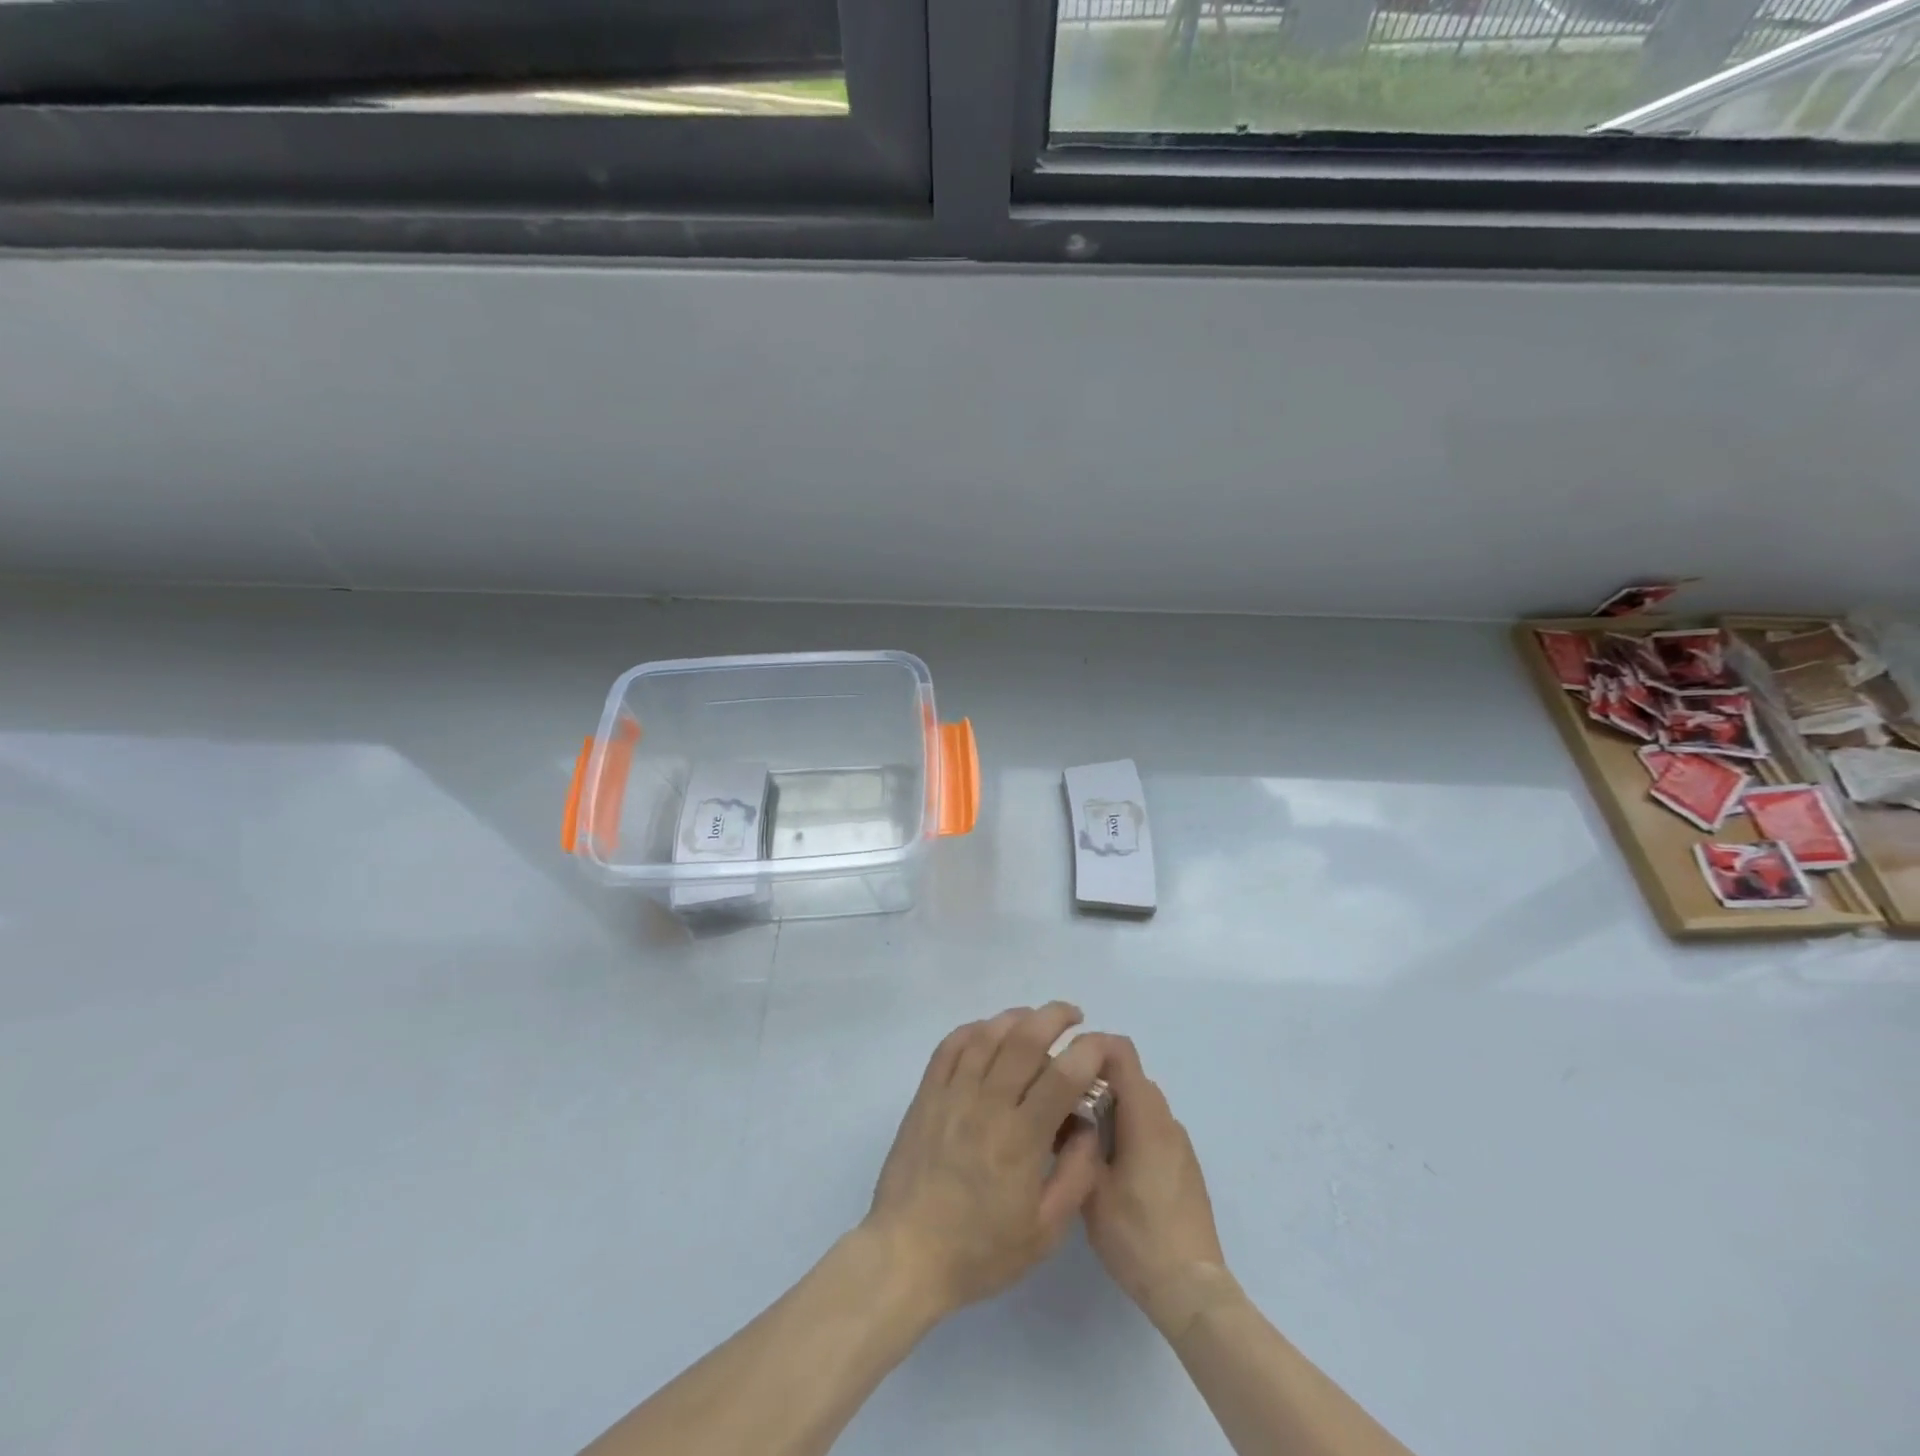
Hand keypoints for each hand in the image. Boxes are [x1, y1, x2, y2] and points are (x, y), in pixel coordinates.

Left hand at [863, 1003, 1109, 1319]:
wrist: (907, 1255)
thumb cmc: (980, 1251)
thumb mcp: (1045, 1231)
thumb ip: (1076, 1175)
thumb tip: (1088, 1126)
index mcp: (1021, 1138)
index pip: (1062, 1076)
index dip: (1089, 1051)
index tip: (1103, 1044)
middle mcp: (987, 1104)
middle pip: (1024, 1040)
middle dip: (1054, 1017)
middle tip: (1073, 1017)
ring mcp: (952, 1094)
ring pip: (987, 1035)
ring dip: (1015, 1017)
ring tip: (1034, 1018)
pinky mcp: (926, 1095)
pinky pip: (950, 1047)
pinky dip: (973, 1029)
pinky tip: (987, 1031)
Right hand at [1082, 1036, 1239, 1339]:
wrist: (1192, 1289)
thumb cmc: (1137, 1236)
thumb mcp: (1090, 1188)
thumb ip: (1076, 1139)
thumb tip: (1062, 1107)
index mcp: (1145, 1117)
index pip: (1121, 1050)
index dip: (1090, 1046)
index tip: (1062, 1065)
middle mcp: (1166, 1119)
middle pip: (1129, 1075)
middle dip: (1094, 1079)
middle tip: (1062, 1104)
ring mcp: (1179, 1142)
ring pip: (1139, 1102)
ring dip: (1111, 1105)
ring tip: (1080, 1136)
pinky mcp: (1184, 1164)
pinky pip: (1151, 1126)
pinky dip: (1128, 1127)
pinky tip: (1109, 1164)